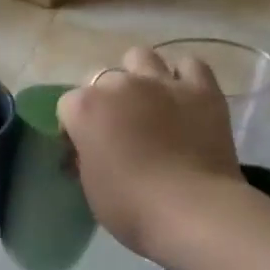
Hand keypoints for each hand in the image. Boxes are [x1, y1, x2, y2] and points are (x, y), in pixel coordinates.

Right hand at [58, 47, 243, 257]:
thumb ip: (85, 157)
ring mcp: (163, 82)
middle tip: (117, 129)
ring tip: (147, 103)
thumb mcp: (91, 186)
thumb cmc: (130, 208)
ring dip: (138, 75)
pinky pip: (189, 65)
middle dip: (105, 100)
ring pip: (141, 57)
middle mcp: (120, 84)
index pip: (68, 106)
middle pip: (102, 79)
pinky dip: (183, 77)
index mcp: (85, 108)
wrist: (191, 211)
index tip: (83, 150)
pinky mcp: (202, 89)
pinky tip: (183, 97)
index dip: (74, 128)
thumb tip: (89, 150)